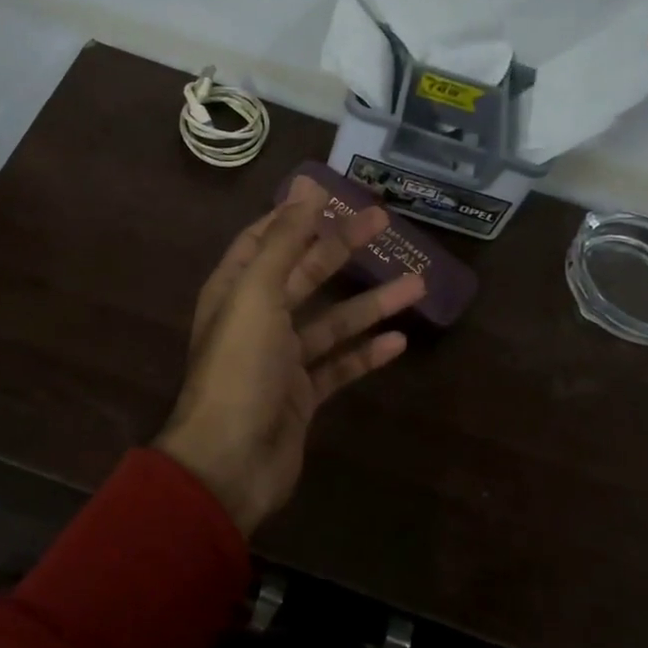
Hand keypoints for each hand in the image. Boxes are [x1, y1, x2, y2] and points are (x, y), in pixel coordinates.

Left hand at [155, 178, 426, 534]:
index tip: (331, 195)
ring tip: (417, 283)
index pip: (265, 240)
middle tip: (384, 222)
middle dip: (342, 248)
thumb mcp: (258, 294)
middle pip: (305, 274)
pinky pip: (339, 366)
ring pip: (331, 321)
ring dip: (370, 303)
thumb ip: (284, 240)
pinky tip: (399, 341)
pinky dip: (366, 354)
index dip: (295, 216)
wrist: (230, 461)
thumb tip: (307, 186)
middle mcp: (257, 319)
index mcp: (236, 290)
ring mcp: (281, 360)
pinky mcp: (302, 396)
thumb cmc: (239, 368)